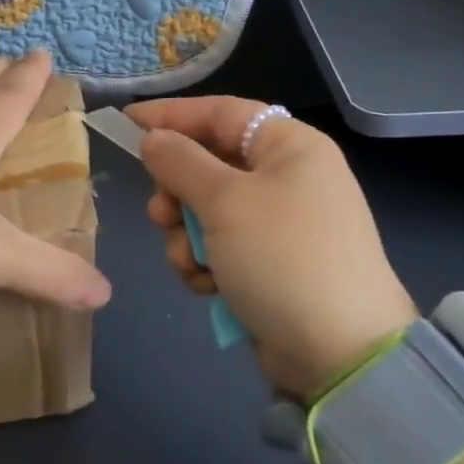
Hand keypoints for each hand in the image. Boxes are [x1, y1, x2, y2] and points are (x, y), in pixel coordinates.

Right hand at [125, 97, 414, 397]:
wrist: (337, 350)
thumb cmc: (281, 257)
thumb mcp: (225, 201)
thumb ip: (181, 162)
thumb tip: (154, 138)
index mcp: (290, 147)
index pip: (221, 113)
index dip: (171, 116)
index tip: (126, 123)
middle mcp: (287, 178)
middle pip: (210, 165)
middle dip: (178, 193)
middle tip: (161, 216)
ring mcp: (280, 225)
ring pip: (207, 212)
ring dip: (187, 236)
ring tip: (192, 262)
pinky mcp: (270, 264)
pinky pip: (221, 247)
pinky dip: (206, 263)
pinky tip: (208, 286)